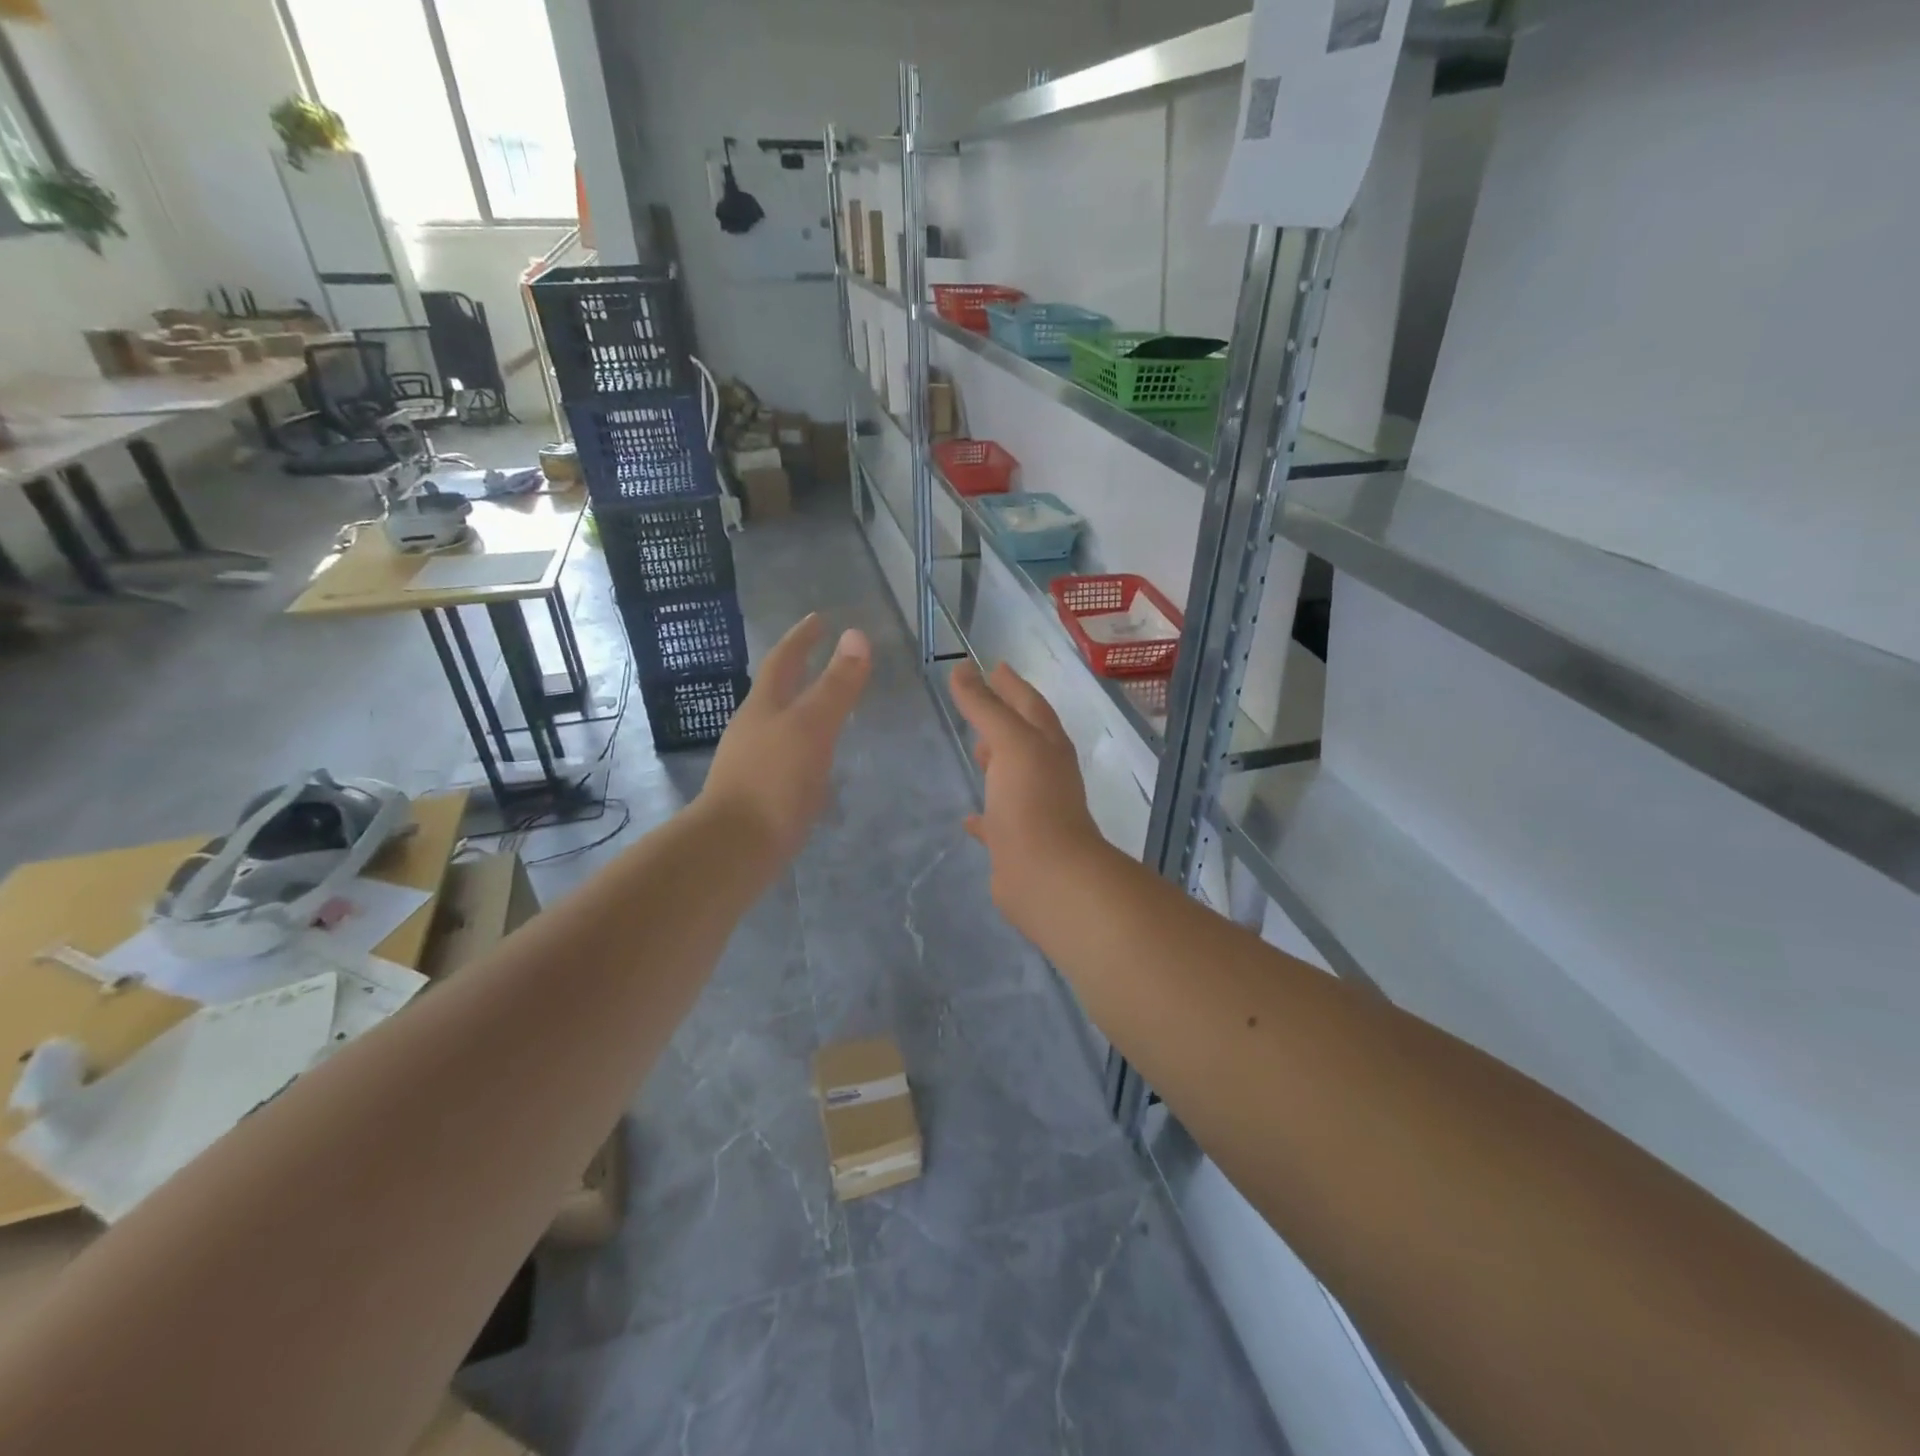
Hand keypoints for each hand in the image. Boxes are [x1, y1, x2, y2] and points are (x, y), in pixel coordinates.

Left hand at [702, 615, 871, 860]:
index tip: (820, 619)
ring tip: (827, 711)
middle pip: (776, 691)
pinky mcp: (757, 795)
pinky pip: (785, 759)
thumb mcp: (812, 727)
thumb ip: (836, 685)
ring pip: (780, 726)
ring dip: (802, 712)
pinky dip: (804, 749)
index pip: (784, 660)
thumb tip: (856, 635)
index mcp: (764, 706)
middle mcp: (752, 729)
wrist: (734, 848)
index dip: (802, 638)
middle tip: (824, 660)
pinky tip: (817, 766)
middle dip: (799, 672)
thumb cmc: (774, 781)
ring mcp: (751, 763)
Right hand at [949, 661, 1107, 929]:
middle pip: (1024, 737)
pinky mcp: (1017, 841)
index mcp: (1048, 745)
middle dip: (1005, 719)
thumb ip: (985, 706)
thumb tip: (963, 669)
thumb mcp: (1009, 743)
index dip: (1012, 684)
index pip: (1030, 703)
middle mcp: (1045, 773)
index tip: (994, 665)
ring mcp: (1033, 808)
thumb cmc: (1031, 801)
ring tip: (974, 750)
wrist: (1047, 875)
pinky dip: (985, 813)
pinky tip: (968, 816)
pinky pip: (998, 820)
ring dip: (996, 761)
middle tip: (978, 706)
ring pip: (1013, 776)